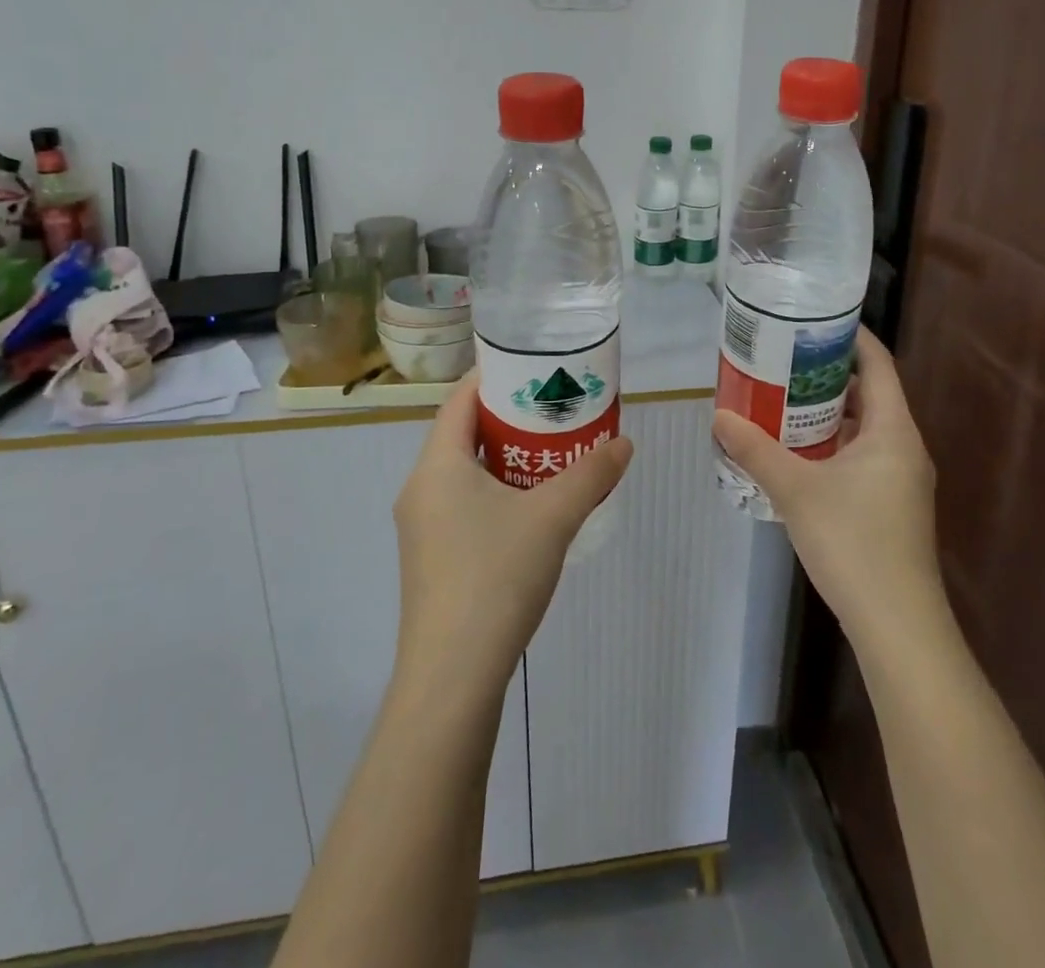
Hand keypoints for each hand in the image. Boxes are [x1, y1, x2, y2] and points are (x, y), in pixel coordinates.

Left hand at [392, 373, 633, 698]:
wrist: (452, 676)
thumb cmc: (495, 576)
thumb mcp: (552, 517)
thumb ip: (591, 474)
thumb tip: (624, 443)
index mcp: (437, 465)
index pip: (459, 399)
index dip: (494, 377)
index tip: (534, 368)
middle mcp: (420, 488)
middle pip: (462, 433)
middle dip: (508, 417)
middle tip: (554, 409)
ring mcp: (422, 527)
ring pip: (464, 472)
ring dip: (504, 457)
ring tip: (550, 452)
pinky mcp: (431, 559)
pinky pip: (463, 504)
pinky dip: (495, 490)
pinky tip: (531, 507)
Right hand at [713, 330, 940, 646]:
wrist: (898, 624)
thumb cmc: (854, 542)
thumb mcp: (796, 490)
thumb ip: (756, 450)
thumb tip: (719, 416)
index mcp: (893, 429)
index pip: (878, 363)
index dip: (850, 336)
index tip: (813, 319)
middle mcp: (904, 446)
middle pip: (870, 393)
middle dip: (827, 374)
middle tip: (783, 359)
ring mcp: (901, 479)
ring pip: (864, 428)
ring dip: (828, 412)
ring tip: (782, 399)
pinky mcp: (892, 505)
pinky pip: (862, 456)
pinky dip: (833, 444)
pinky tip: (797, 453)